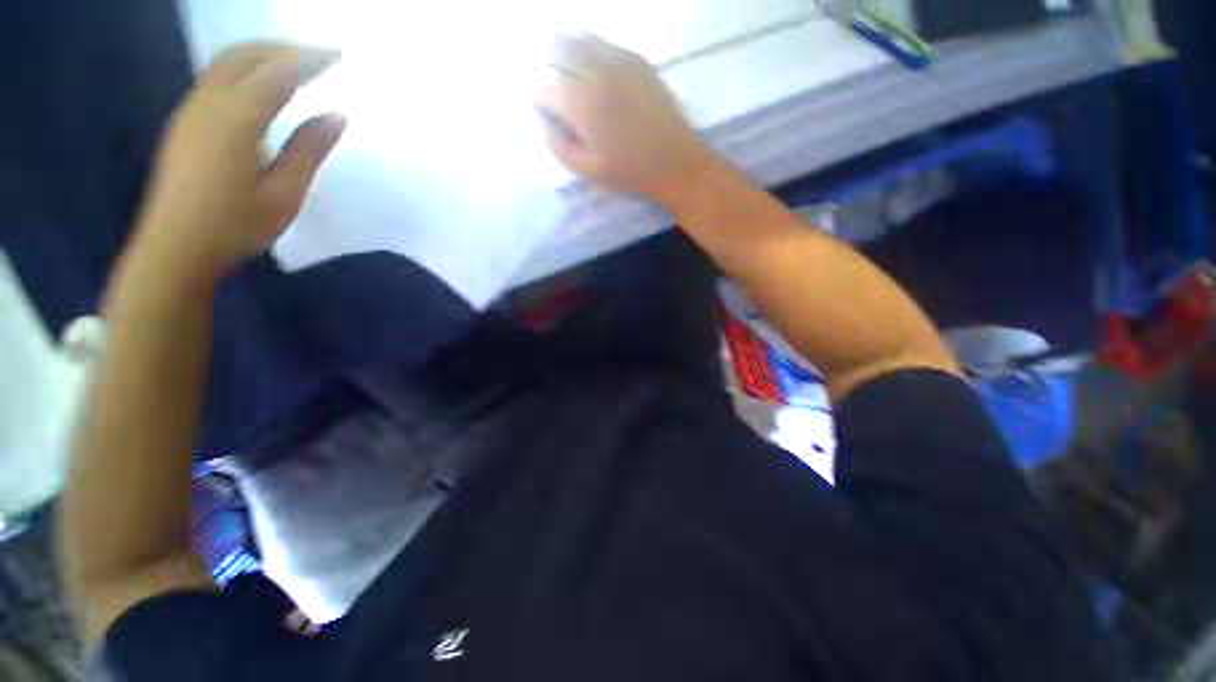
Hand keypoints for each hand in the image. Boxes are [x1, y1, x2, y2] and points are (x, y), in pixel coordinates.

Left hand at [129, 43, 345, 282]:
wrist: (175, 247)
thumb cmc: (235, 226)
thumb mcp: (284, 194)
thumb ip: (308, 150)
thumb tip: (335, 115)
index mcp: (236, 119)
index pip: (278, 73)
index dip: (310, 60)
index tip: (340, 56)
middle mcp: (208, 103)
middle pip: (246, 55)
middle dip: (285, 48)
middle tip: (322, 55)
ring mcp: (191, 109)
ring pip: (228, 62)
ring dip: (264, 55)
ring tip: (297, 64)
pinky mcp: (186, 121)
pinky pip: (217, 78)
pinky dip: (246, 69)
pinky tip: (263, 85)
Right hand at [535, 35, 712, 203]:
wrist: (674, 162)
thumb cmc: (629, 172)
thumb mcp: (587, 170)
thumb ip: (557, 145)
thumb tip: (539, 120)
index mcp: (582, 104)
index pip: (544, 86)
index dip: (534, 95)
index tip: (536, 106)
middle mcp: (596, 72)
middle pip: (558, 49)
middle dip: (545, 63)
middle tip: (548, 83)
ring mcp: (619, 61)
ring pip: (581, 39)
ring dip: (565, 49)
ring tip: (565, 69)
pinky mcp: (638, 60)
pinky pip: (605, 42)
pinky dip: (590, 48)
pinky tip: (592, 65)